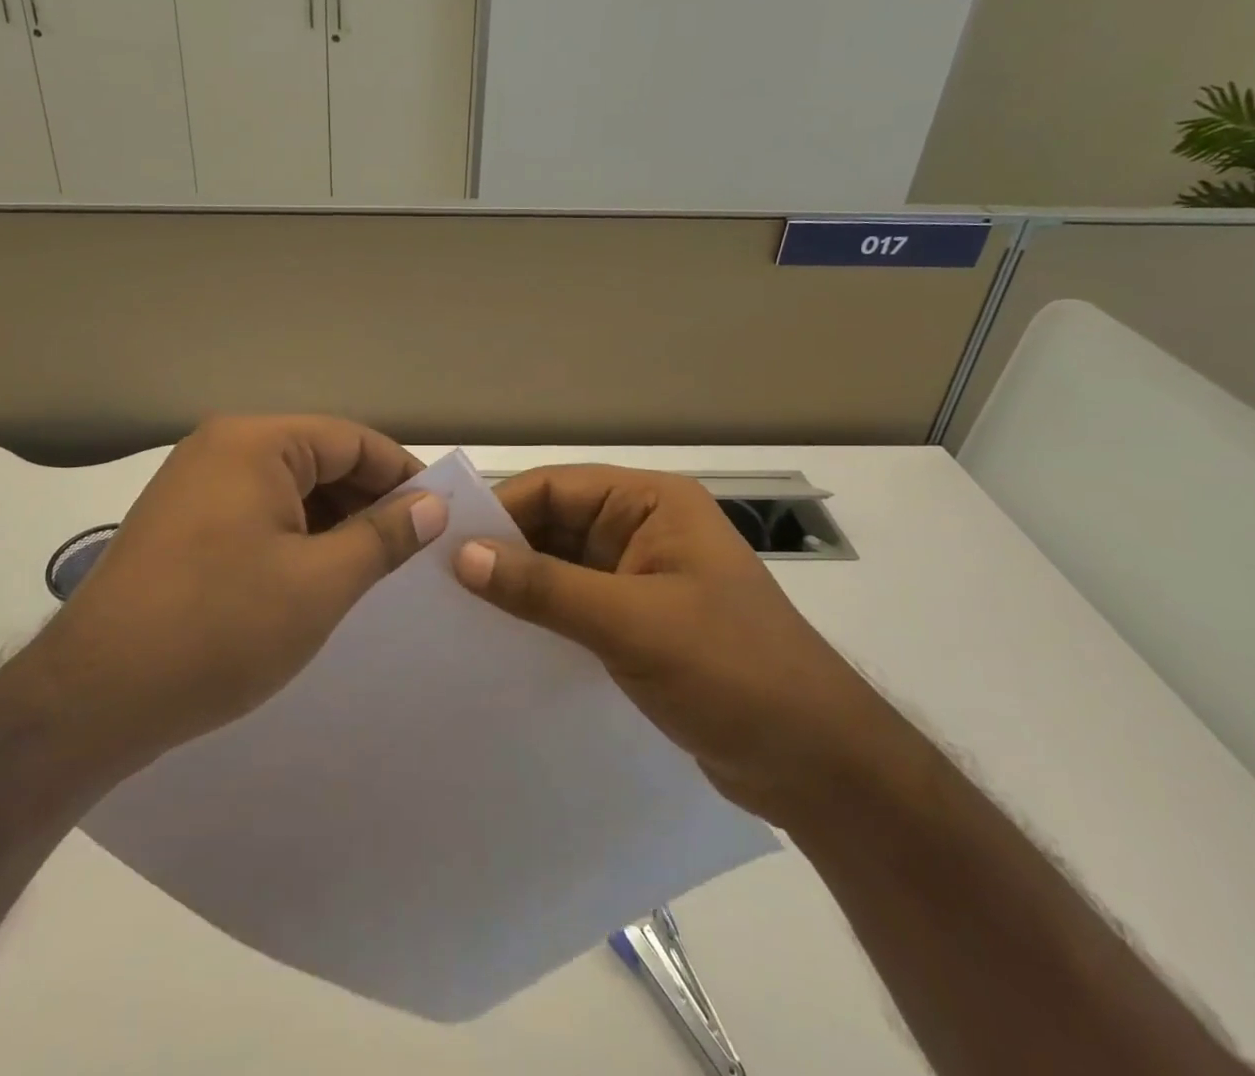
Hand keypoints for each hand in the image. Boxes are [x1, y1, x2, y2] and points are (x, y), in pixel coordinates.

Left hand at [45, 416, 446, 763]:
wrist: (93, 698)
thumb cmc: (220, 628)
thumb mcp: (320, 583)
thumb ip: (383, 537)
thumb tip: (431, 505)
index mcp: (256, 443)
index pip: (351, 441)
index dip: (402, 476)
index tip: (439, 517)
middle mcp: (221, 448)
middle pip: (318, 460)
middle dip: (367, 503)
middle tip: (408, 553)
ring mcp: (194, 485)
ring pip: (287, 490)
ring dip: (331, 524)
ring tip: (367, 572)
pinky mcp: (180, 524)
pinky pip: (255, 513)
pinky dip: (293, 538)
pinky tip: (314, 580)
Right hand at [450, 465, 885, 824]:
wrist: (817, 766)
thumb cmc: (733, 672)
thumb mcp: (632, 624)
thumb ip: (545, 587)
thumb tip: (462, 556)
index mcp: (652, 503)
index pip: (557, 488)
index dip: (500, 510)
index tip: (442, 545)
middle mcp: (644, 529)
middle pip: (555, 524)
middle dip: (503, 549)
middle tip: (437, 582)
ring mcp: (641, 578)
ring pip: (560, 567)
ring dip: (518, 585)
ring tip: (455, 612)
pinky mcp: (638, 623)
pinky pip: (574, 605)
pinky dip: (540, 616)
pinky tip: (500, 639)